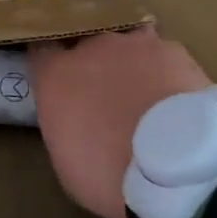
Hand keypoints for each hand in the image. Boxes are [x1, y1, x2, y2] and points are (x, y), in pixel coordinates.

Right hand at [29, 27, 209, 217]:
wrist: (173, 167)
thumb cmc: (107, 174)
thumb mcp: (66, 159)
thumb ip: (66, 124)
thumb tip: (76, 117)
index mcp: (56, 75)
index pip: (41, 49)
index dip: (49, 60)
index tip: (55, 72)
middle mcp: (91, 48)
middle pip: (86, 43)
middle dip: (93, 63)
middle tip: (106, 93)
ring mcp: (134, 44)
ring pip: (126, 43)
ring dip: (130, 61)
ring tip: (144, 89)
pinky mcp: (174, 51)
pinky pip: (162, 55)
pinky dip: (165, 72)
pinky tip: (175, 95)